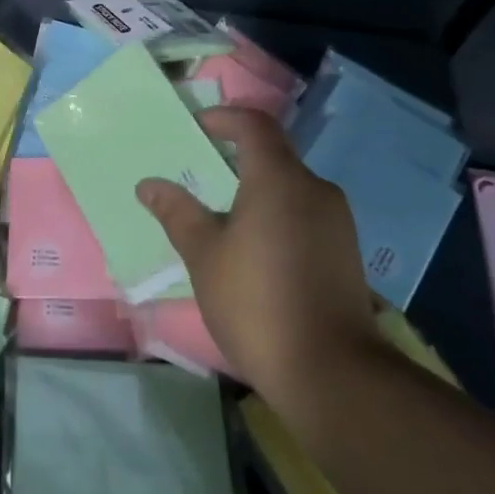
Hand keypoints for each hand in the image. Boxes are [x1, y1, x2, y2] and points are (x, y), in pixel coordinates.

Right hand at [138, 107, 380, 405]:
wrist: (334, 375)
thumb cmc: (257, 302)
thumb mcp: (204, 256)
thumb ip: (177, 213)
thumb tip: (148, 184)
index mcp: (279, 178)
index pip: (254, 124)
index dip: (224, 118)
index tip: (197, 127)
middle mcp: (314, 189)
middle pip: (273, 154)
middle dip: (236, 158)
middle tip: (200, 176)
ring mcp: (336, 222)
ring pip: (290, 187)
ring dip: (256, 190)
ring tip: (222, 217)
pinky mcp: (345, 253)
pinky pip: (304, 214)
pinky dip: (277, 215)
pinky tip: (255, 250)